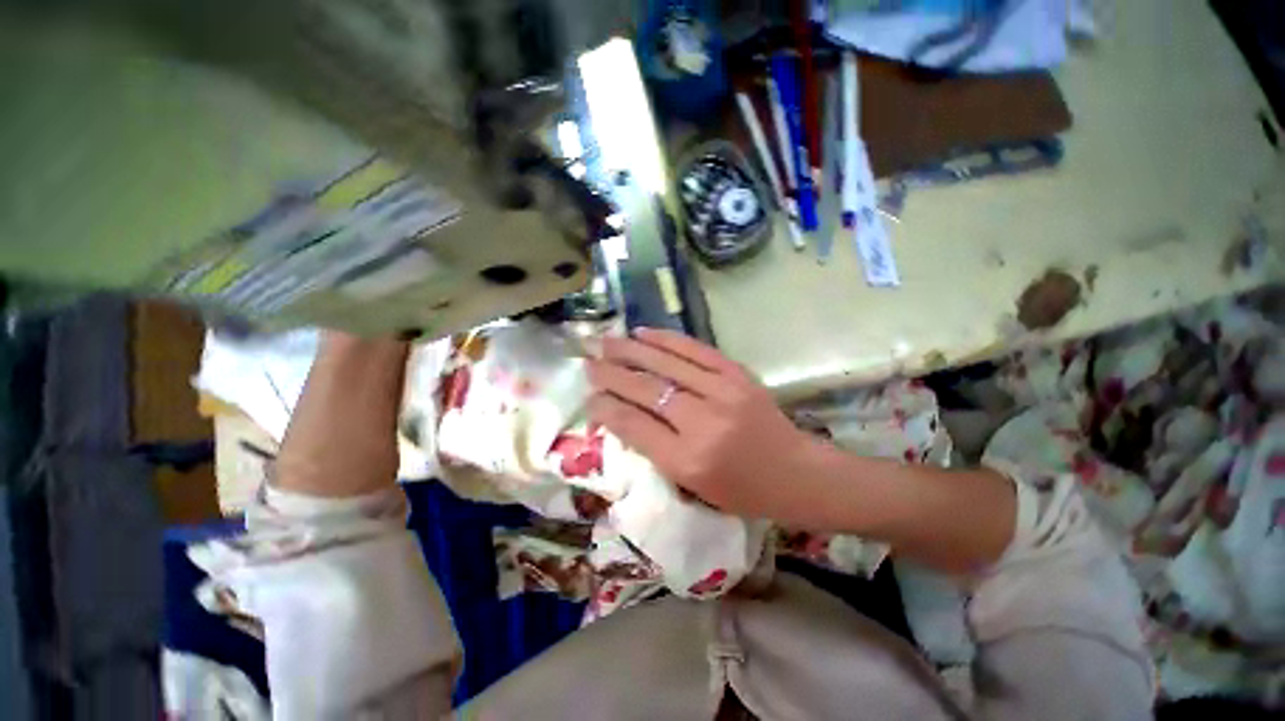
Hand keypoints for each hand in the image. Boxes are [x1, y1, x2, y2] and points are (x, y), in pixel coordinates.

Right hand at [586, 328, 822, 523]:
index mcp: (687, 460)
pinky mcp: (737, 373)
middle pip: (646, 389)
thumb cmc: (741, 490)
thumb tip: (619, 413)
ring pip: (665, 363)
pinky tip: (644, 333)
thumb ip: (654, 448)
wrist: (796, 472)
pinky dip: (665, 339)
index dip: (606, 407)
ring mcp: (723, 391)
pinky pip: (694, 350)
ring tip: (606, 340)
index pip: (633, 424)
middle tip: (588, 361)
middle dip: (611, 373)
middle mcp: (702, 422)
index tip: (588, 395)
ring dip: (631, 350)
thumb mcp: (691, 485)